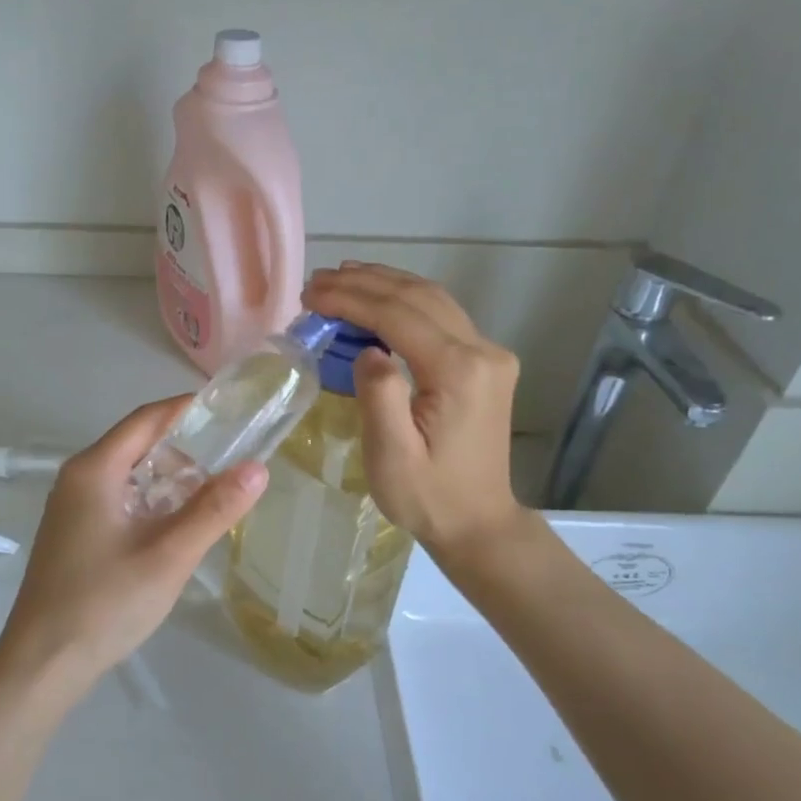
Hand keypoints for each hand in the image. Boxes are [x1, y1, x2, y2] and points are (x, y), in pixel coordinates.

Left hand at [0, 396, 267, 689]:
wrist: (42, 664)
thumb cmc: (104, 603)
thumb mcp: (169, 556)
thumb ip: (214, 510)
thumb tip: (258, 468)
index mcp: (94, 470)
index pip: (147, 419)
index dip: (188, 409)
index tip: (232, 411)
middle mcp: (78, 478)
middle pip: (137, 443)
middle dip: (185, 445)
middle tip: (233, 455)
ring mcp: (72, 507)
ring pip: (129, 474)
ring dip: (169, 476)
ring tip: (215, 489)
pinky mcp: (74, 533)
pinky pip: (119, 499)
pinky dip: (151, 500)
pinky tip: (178, 522)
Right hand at [303, 263, 522, 553]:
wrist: (479, 523)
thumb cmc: (428, 497)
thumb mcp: (392, 457)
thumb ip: (379, 396)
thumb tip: (367, 349)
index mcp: (458, 372)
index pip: (398, 315)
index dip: (351, 299)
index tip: (310, 294)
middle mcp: (482, 351)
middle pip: (418, 297)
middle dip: (364, 283)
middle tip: (317, 281)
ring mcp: (490, 354)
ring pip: (433, 299)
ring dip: (385, 284)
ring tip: (341, 278)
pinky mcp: (486, 363)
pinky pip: (442, 315)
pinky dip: (405, 300)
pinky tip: (379, 298)